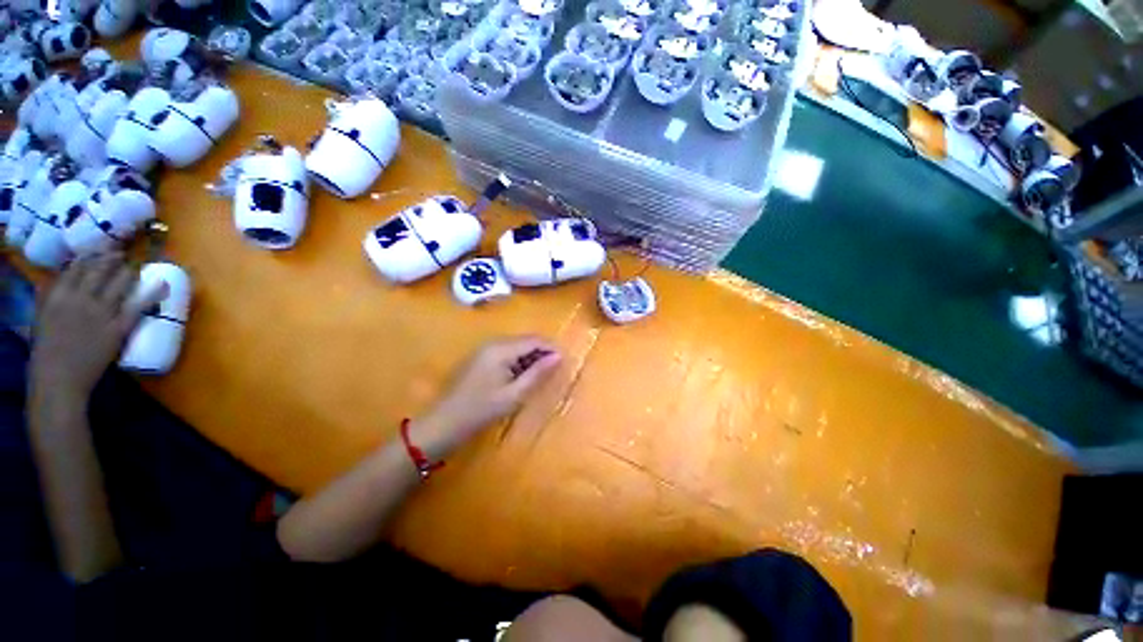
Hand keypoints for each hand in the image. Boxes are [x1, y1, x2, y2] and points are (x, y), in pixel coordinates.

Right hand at [30, 253, 164, 400]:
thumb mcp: (41, 317)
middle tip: (122, 255)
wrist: (59, 379)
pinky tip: (164, 283)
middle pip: (102, 270)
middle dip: (114, 259)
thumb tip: (62, 280)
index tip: (101, 251)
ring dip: (130, 271)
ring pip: (120, 282)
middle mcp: (80, 298)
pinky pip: (138, 305)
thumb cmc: (46, 352)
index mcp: (58, 295)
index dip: (93, 256)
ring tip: (137, 266)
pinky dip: (153, 292)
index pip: (79, 266)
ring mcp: (101, 312)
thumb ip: (50, 297)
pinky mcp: (117, 327)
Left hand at [415, 337, 561, 459]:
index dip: (551, 348)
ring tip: (541, 376)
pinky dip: (518, 361)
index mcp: (501, 349)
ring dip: (531, 358)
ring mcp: (485, 349)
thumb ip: (537, 373)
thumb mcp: (514, 394)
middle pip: (525, 341)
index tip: (565, 361)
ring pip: (517, 347)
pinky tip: (522, 377)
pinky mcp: (481, 358)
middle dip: (542, 352)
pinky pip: (506, 353)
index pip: (534, 340)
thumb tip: (559, 356)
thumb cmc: (481, 410)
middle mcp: (493, 343)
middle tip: (555, 370)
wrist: (444, 423)